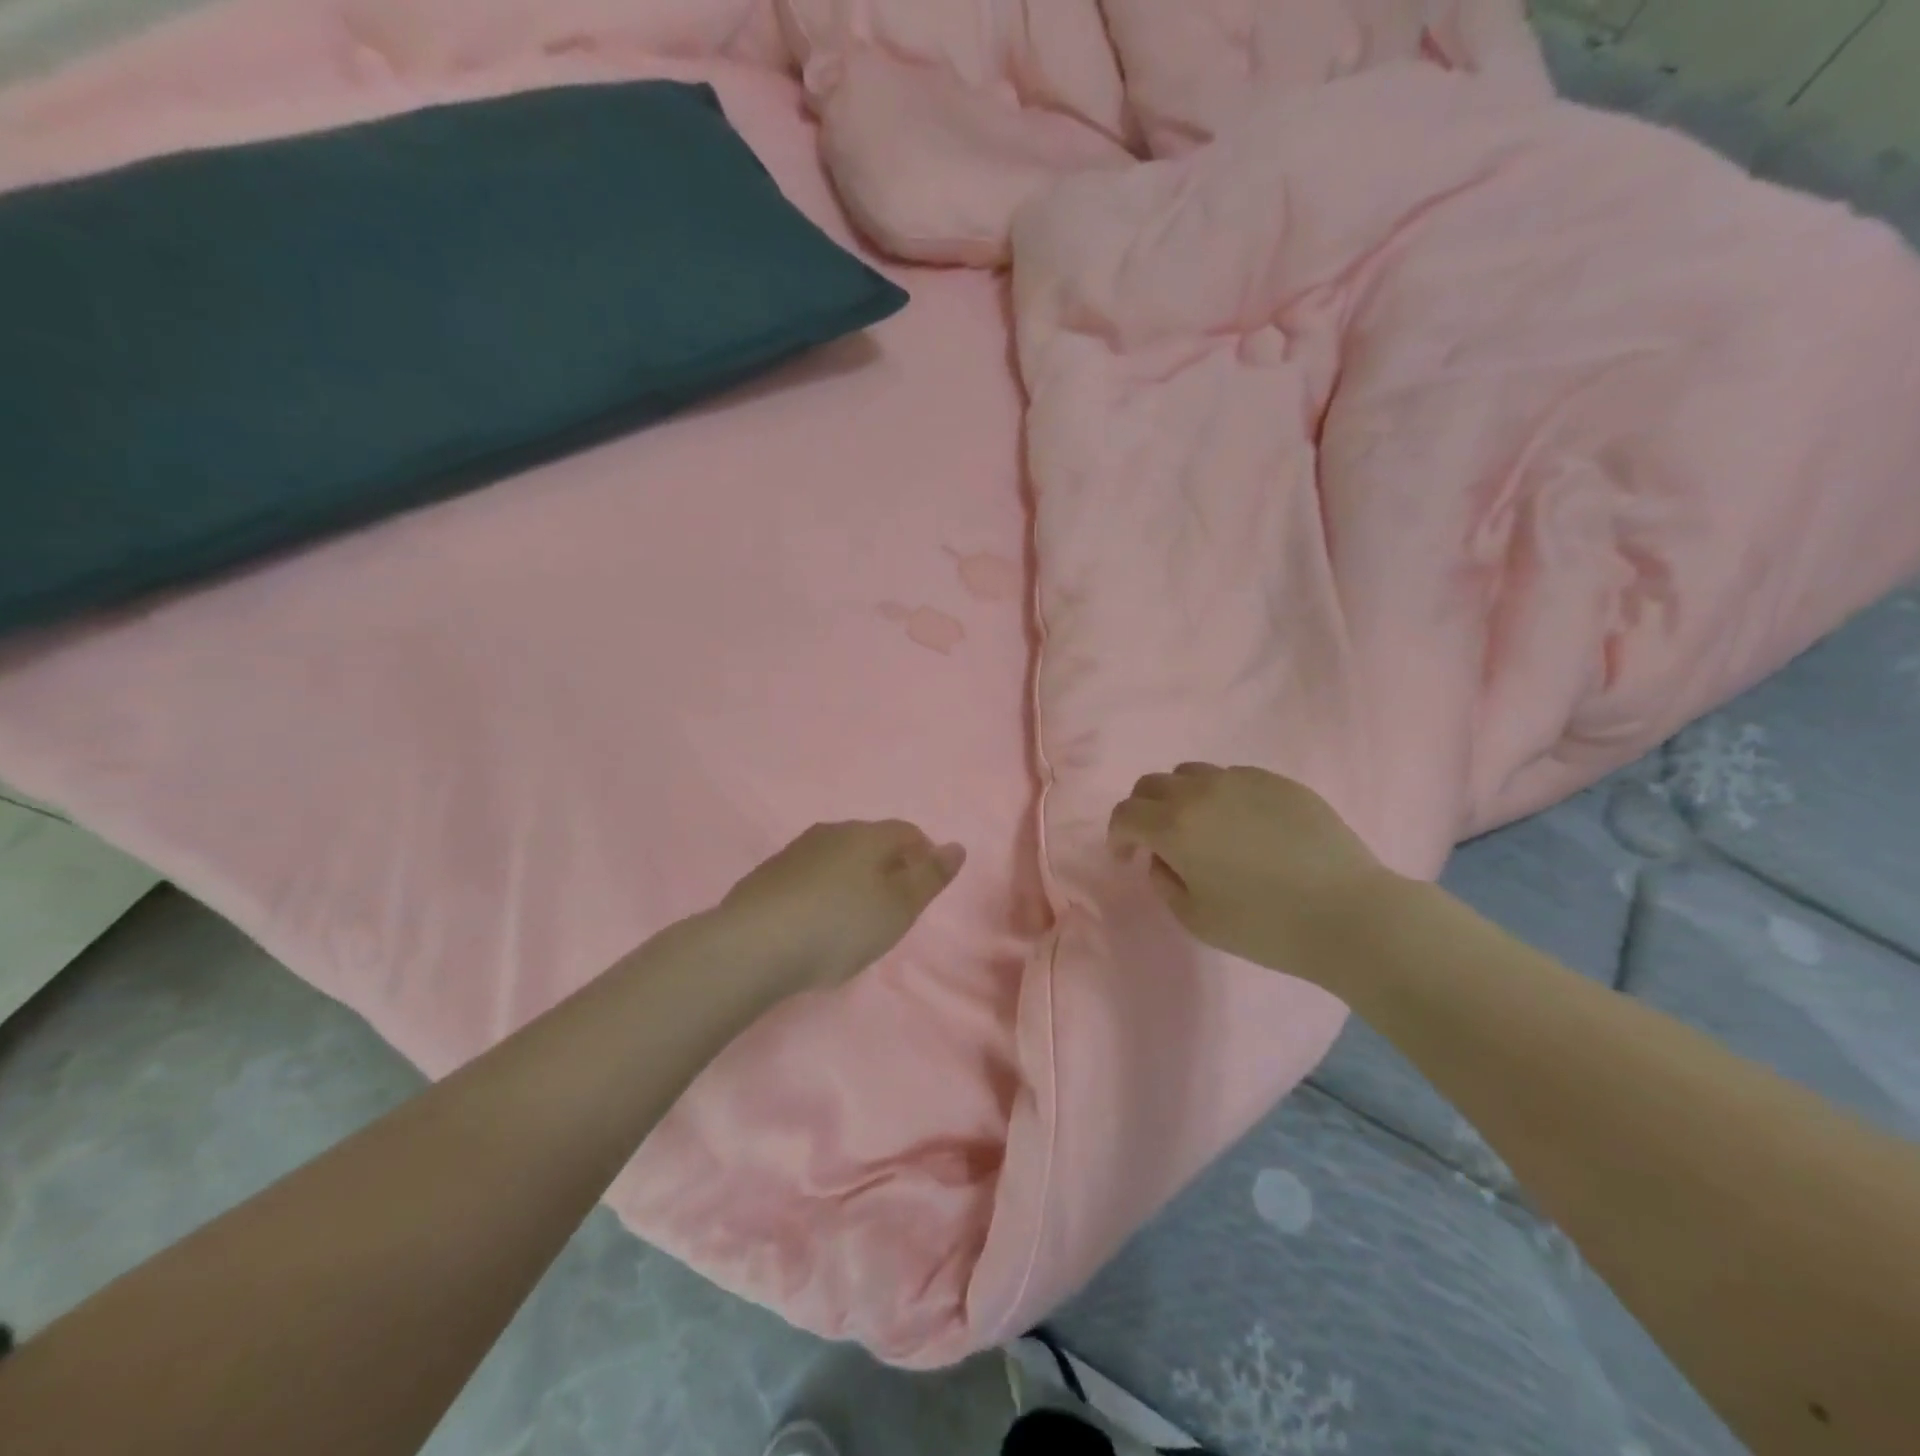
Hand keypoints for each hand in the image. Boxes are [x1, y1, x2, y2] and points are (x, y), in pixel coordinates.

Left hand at [715, 821, 965, 994]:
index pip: (908, 832)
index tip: (923, 891)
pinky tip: (815, 923)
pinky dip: (822, 892)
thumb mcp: (898, 908)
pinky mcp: (767, 876)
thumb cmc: (839, 926)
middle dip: (888, 867)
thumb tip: (957, 846)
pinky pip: (809, 876)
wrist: (752, 946)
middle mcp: (831, 832)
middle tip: (892, 909)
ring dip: (853, 879)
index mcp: (867, 835)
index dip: (924, 857)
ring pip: (838, 857)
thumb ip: (930, 877)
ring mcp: (795, 851)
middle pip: (871, 842)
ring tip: (854, 919)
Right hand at [1108, 764, 1403, 979]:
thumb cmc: (1265, 926)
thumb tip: (1162, 859)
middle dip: (1143, 811)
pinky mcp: (1279, 782)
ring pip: (1192, 774)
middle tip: (1157, 841)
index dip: (1117, 836)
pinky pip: (1233, 778)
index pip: (1125, 814)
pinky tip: (1244, 826)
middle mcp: (1201, 792)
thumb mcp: (1197, 919)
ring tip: (1201, 828)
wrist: (1349, 914)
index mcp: (1174, 826)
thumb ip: (1165, 883)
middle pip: (1152, 784)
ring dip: (1181, 798)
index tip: (1127, 857)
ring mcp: (1242, 781)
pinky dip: (1221, 796)